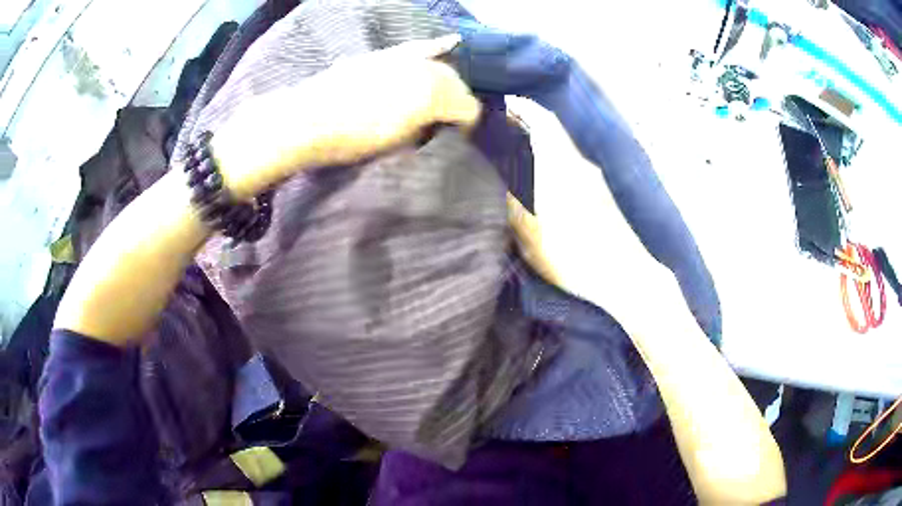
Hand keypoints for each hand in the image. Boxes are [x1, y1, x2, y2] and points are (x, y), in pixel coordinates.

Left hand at [212, 35, 482, 198]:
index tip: (455, 142)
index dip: (465, 128)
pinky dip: (435, 48)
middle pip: (457, 84)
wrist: (306, 120)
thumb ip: (427, 130)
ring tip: (440, 99)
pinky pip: (418, 48)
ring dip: (445, 82)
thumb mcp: (399, 143)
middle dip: (456, 105)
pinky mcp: (383, 54)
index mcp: (433, 93)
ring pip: (439, 65)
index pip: (468, 109)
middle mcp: (425, 67)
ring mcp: (403, 56)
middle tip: (443, 125)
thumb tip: (439, 125)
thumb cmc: (353, 139)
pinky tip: (449, 43)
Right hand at [506, 98, 680, 330]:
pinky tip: (537, 177)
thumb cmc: (573, 255)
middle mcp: (579, 164)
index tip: (501, 103)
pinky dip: (550, 159)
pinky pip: (569, 164)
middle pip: (552, 131)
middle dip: (525, 124)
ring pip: (560, 148)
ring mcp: (593, 178)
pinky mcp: (600, 193)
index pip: (542, 120)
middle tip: (498, 129)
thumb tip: (503, 172)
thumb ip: (513, 199)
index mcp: (561, 166)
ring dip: (537, 143)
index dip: (521, 107)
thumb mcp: (530, 231)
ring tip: (511, 153)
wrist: (624, 275)